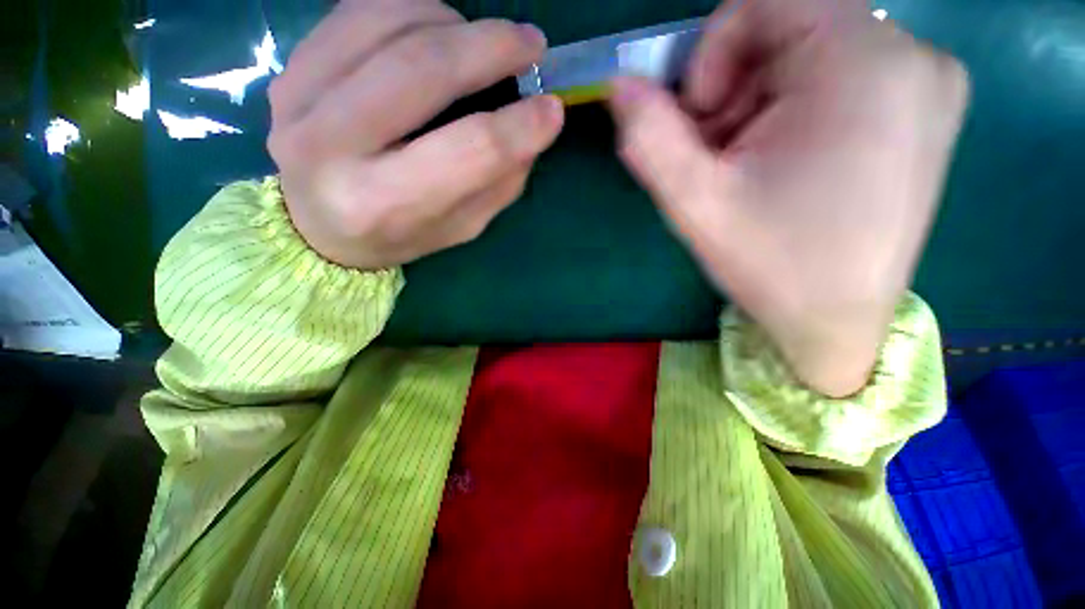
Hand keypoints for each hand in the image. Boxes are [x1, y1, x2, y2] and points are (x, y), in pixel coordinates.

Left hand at [267, 0, 563, 269]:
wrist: (318, 226)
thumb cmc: (399, 235)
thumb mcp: (459, 227)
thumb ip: (498, 183)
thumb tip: (534, 126)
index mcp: (383, 205)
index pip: (467, 152)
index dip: (519, 126)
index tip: (553, 108)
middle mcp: (330, 149)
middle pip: (420, 71)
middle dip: (488, 47)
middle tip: (530, 44)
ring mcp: (297, 98)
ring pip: (387, 24)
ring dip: (452, 21)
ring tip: (480, 41)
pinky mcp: (288, 66)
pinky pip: (357, 9)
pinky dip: (411, 7)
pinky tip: (437, 28)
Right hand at [608, 0, 967, 396]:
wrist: (837, 324)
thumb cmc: (772, 265)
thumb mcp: (696, 202)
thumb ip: (650, 138)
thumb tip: (620, 86)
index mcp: (868, 64)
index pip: (767, 0)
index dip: (714, 52)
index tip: (701, 119)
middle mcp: (915, 56)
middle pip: (790, 27)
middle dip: (734, 88)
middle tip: (720, 157)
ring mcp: (928, 83)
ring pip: (810, 54)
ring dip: (760, 104)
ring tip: (749, 170)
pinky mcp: (923, 110)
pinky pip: (839, 78)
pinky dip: (793, 111)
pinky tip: (783, 167)